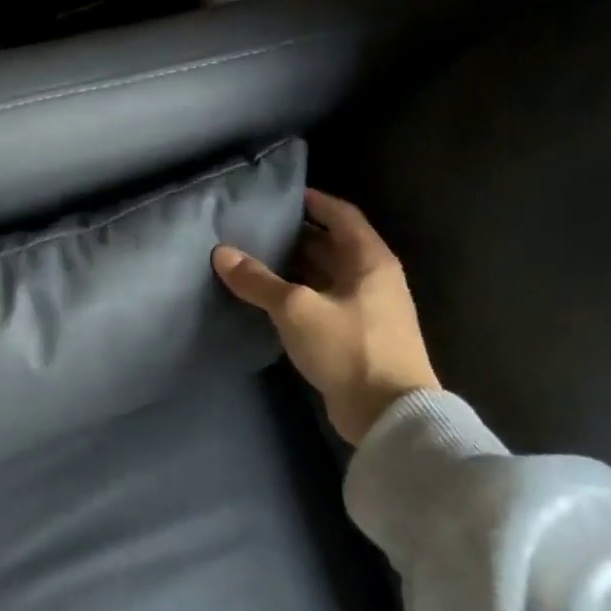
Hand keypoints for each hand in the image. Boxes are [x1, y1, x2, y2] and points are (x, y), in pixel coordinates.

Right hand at [212, 190, 438, 444]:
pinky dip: (299, 295)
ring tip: (255, 259)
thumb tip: (222, 253)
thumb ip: (258, 280)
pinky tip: (270, 299)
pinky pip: (324, 303)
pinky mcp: (358, 338)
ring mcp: (368, 310)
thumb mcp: (296, 309)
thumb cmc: (348, 347)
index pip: (341, 216)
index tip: (283, 195)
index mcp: (369, 260)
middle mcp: (373, 279)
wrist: (389, 415)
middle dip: (297, 236)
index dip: (314, 201)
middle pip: (333, 246)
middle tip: (257, 228)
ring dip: (295, 267)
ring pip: (326, 276)